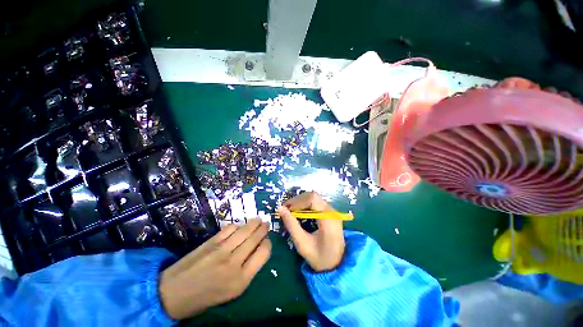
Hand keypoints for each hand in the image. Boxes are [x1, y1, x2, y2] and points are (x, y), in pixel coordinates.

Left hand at [159, 219, 270, 319]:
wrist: (174, 293)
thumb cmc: (206, 296)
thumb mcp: (232, 291)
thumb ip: (248, 270)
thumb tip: (257, 250)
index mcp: (241, 279)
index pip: (263, 253)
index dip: (267, 244)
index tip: (267, 240)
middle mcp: (234, 262)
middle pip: (255, 239)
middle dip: (263, 229)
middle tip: (266, 224)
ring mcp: (222, 250)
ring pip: (244, 230)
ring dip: (254, 223)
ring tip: (258, 220)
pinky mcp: (211, 242)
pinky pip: (230, 228)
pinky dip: (237, 225)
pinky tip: (240, 225)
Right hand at [278, 192, 344, 271]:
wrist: (337, 265)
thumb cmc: (320, 258)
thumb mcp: (302, 243)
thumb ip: (291, 225)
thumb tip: (280, 208)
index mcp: (328, 218)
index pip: (312, 199)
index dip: (297, 202)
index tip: (286, 210)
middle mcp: (332, 211)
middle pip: (313, 196)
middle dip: (297, 201)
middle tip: (286, 209)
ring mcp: (332, 211)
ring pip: (314, 197)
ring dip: (301, 202)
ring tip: (291, 211)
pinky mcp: (330, 213)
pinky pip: (316, 203)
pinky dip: (306, 205)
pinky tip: (299, 212)